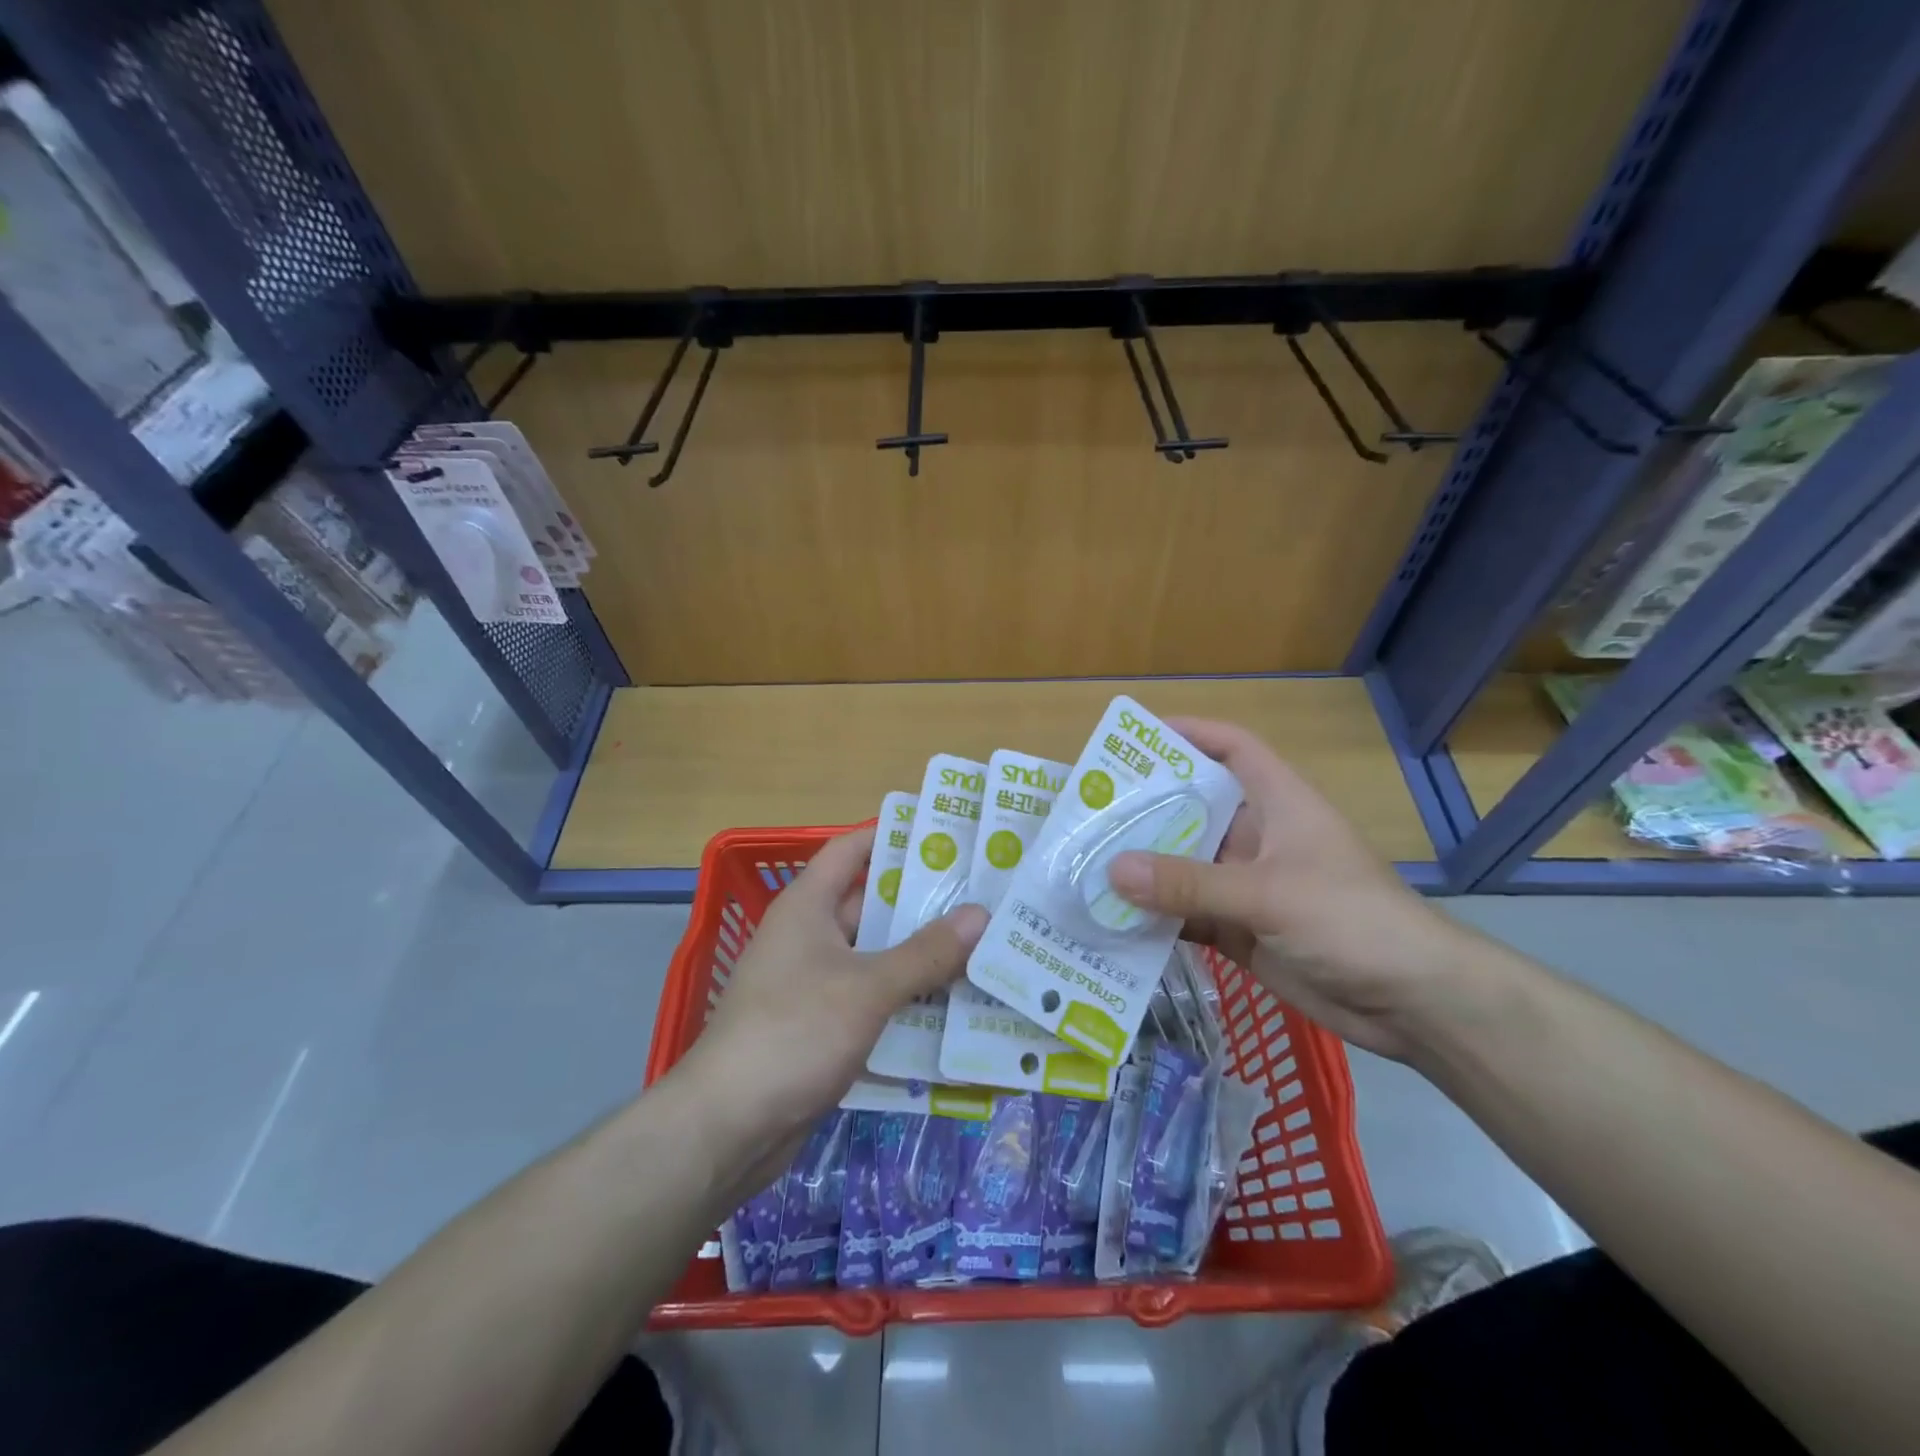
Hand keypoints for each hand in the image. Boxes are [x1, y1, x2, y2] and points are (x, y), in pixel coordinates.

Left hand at [670, 827, 985, 1177]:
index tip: (949, 835)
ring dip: (924, 957)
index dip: (895, 837)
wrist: (728, 1127)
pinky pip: (874, 1000)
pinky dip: (909, 1000)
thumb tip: (981, 913)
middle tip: (986, 899)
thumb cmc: (794, 1032)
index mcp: (808, 906)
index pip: (852, 849)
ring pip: (878, 957)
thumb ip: (925, 952)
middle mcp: (811, 936)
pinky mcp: (824, 1027)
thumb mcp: (867, 988)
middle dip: (925, 903)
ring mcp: (816, 984)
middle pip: (873, 905)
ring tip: (986, 949)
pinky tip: (956, 1006)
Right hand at [1106, 717, 1476, 1059]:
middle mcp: (1258, 837)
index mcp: (1278, 803)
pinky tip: (1112, 918)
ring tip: (1086, 862)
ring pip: (1184, 865)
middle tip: (1089, 810)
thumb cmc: (1350, 920)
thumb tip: (1113, 869)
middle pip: (1194, 808)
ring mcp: (1248, 885)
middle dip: (1146, 808)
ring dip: (1144, 867)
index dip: (1190, 734)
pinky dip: (1154, 916)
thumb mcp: (1268, 893)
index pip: (1232, 748)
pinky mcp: (1241, 929)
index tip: (1138, 738)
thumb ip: (1189, 883)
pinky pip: (1187, 913)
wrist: (1411, 1002)